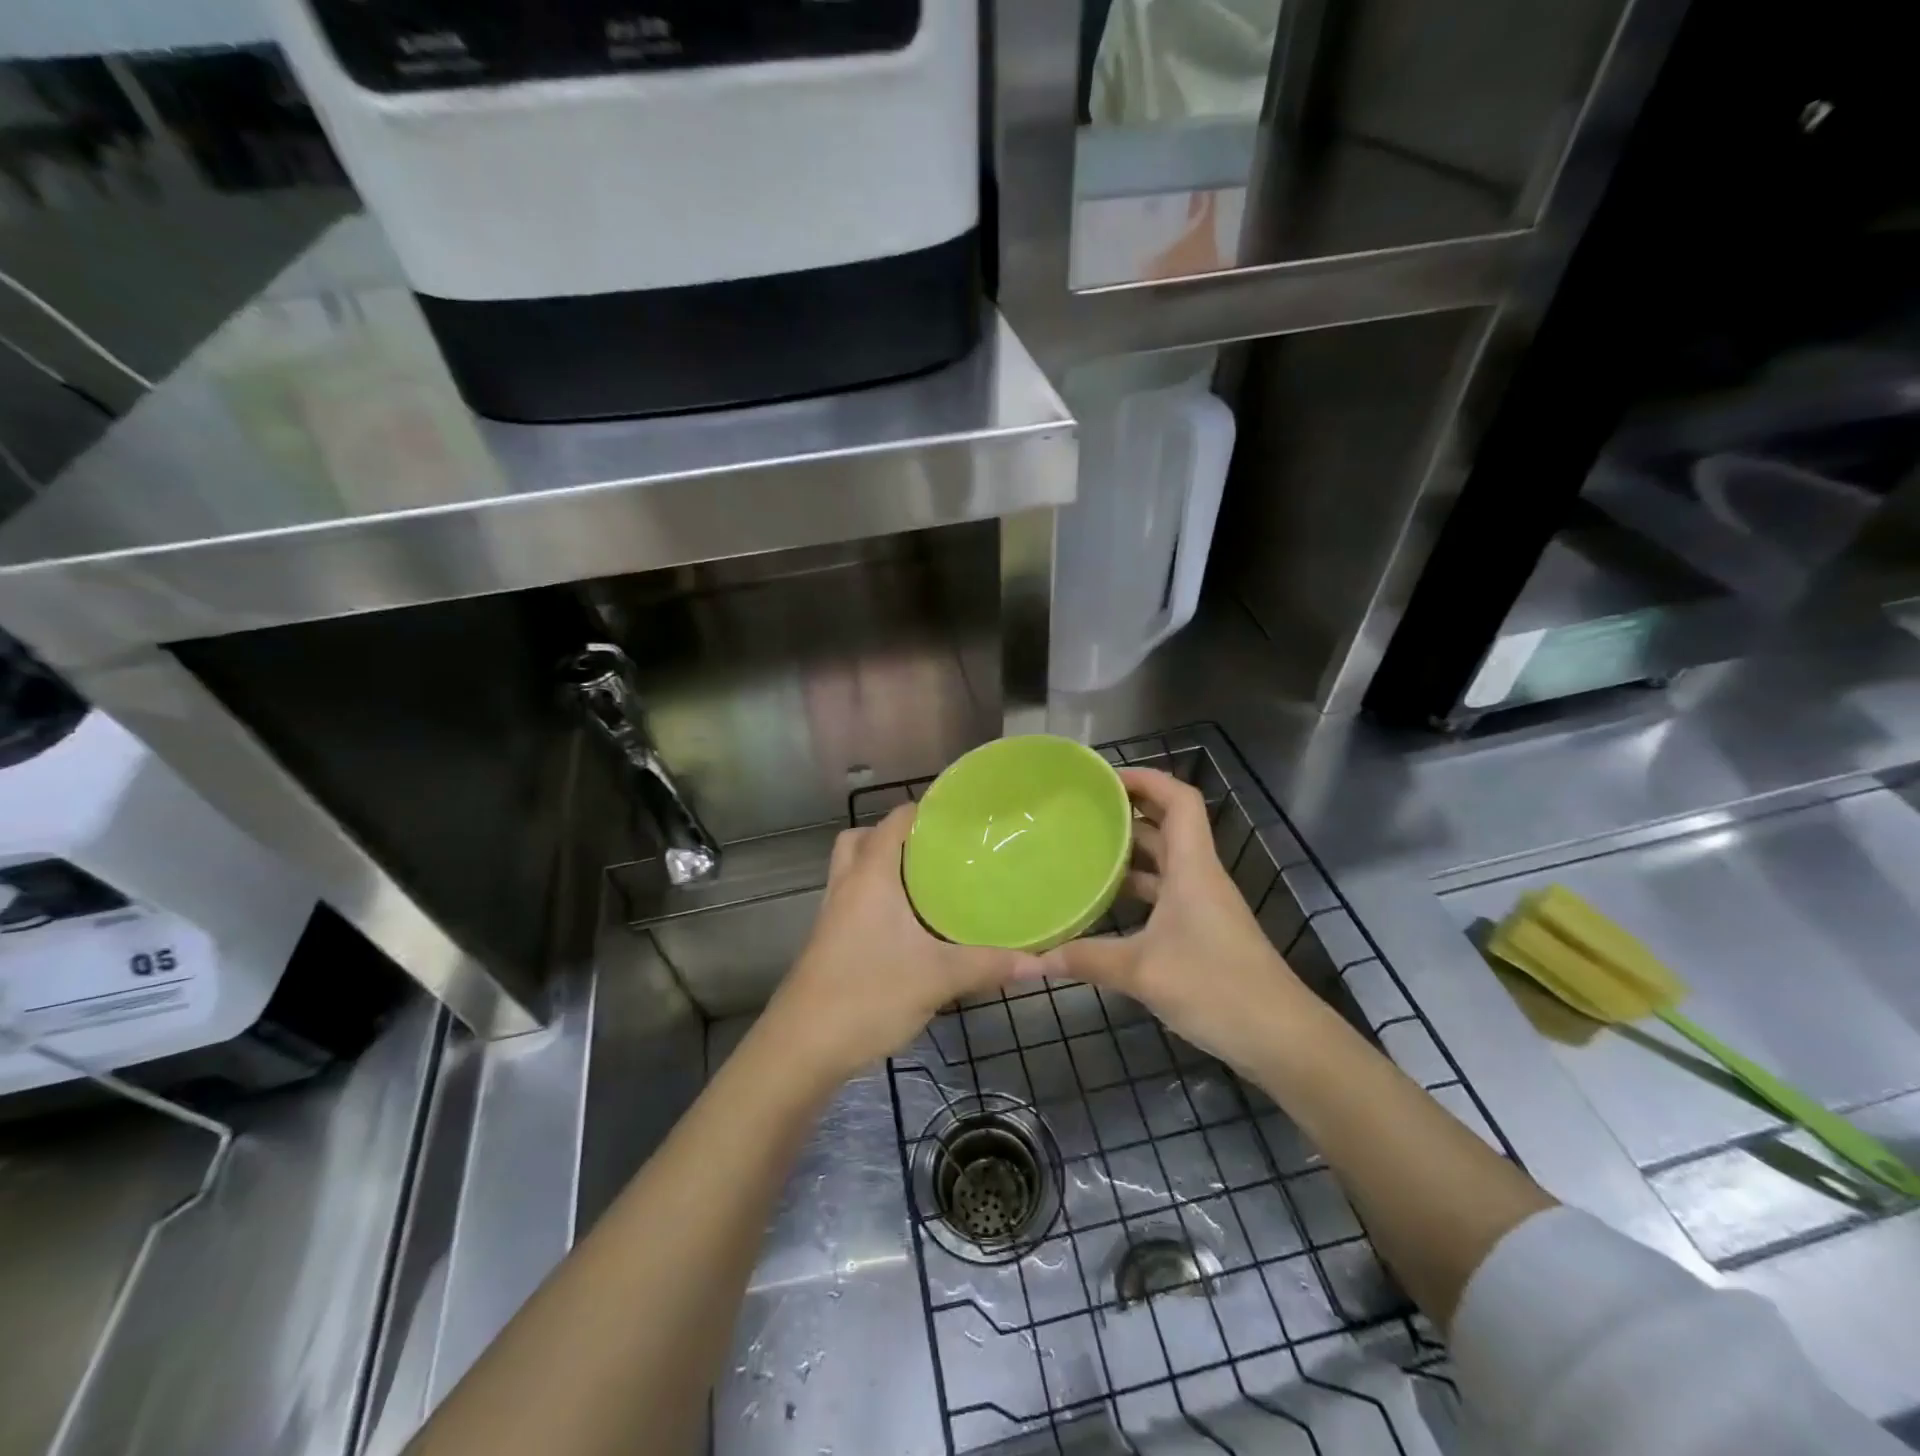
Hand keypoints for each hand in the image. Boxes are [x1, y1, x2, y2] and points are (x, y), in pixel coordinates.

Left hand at [765, 804, 1036, 1087]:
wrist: (802, 1048)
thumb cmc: (868, 996)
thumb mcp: (938, 979)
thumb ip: (988, 965)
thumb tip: (1040, 962)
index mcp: (870, 877)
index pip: (893, 822)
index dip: (923, 811)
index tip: (960, 817)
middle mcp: (846, 886)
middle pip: (861, 839)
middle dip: (895, 837)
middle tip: (936, 851)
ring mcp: (831, 915)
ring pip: (852, 871)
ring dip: (881, 868)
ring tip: (927, 884)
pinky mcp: (827, 942)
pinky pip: (852, 902)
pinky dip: (875, 900)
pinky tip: (907, 928)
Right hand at [1040, 767, 1315, 1077]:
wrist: (1281, 1039)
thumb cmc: (1215, 987)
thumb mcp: (1142, 972)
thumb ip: (1085, 960)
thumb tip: (1031, 959)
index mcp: (1192, 868)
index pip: (1179, 800)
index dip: (1146, 779)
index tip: (1103, 779)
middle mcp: (1198, 877)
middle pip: (1169, 825)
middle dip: (1129, 811)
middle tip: (1081, 810)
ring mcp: (1202, 906)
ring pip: (1165, 862)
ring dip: (1130, 851)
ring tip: (1083, 848)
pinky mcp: (1202, 932)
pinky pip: (1164, 893)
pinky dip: (1136, 888)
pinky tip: (1105, 903)